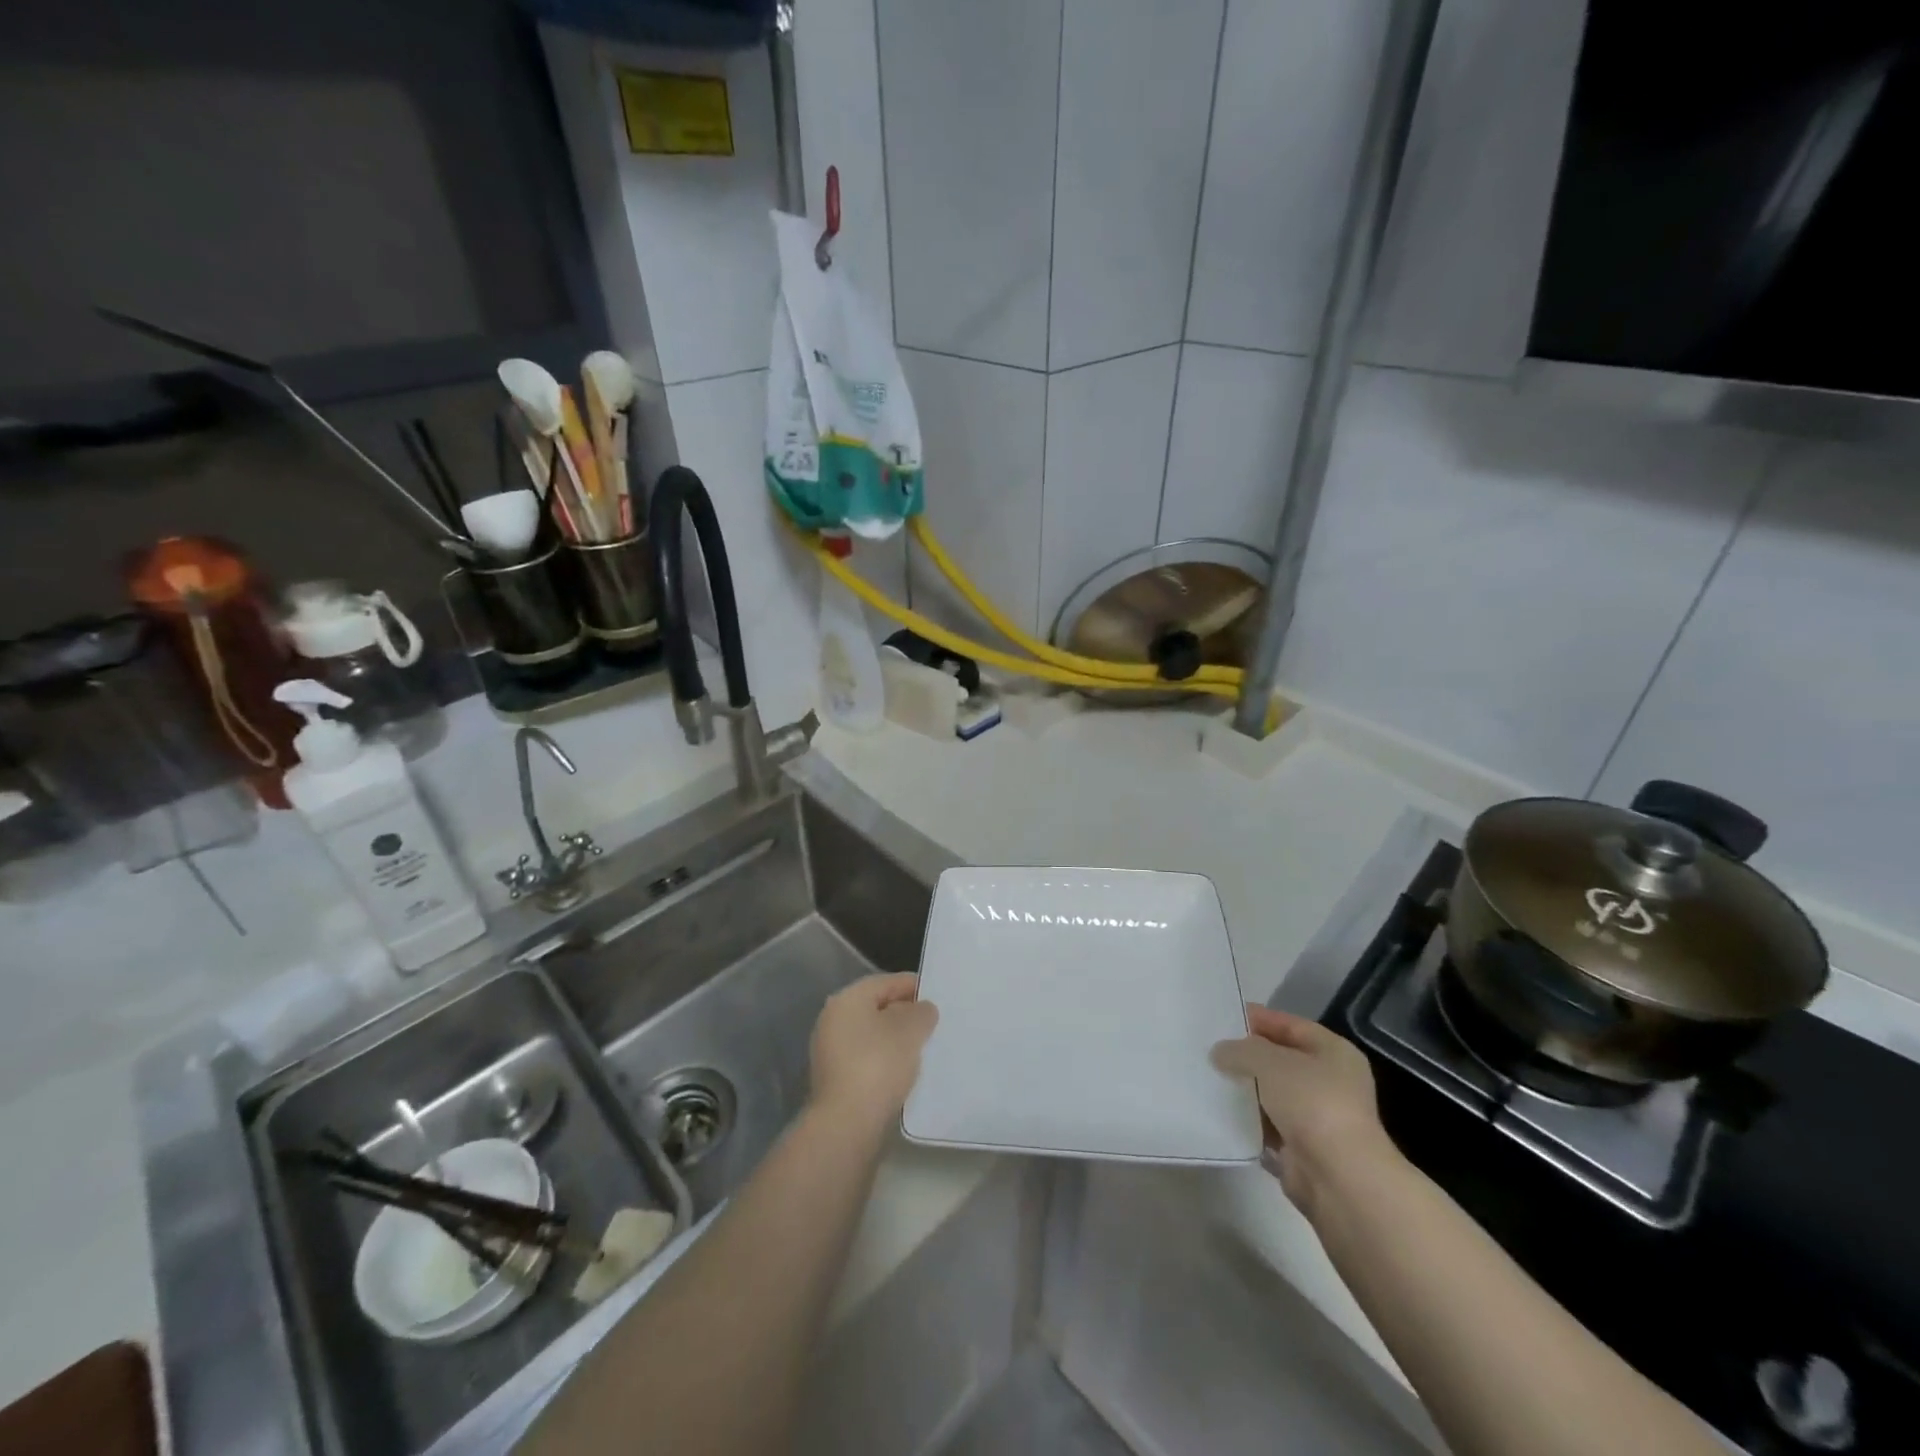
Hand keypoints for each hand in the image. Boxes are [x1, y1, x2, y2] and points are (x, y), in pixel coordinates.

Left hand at [808, 973, 938, 1129]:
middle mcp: (833, 1020)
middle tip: (933, 1022)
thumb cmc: (879, 1064)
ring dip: (896, 1039)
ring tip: (924, 1047)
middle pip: (876, 1008)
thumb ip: (921, 1012)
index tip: (936, 995)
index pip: (884, 982)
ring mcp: (830, 1052)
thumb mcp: (911, 1030)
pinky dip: (886, 1060)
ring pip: (872, 1036)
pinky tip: (906, 1070)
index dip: (911, 985)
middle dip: (904, 1013)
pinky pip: (867, 1059)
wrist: (848, 1124)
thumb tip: (921, 1009)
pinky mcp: (835, 1081)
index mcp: (846, 1000)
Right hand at [1212, 1005, 1396, 1214]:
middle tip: (1210, 1048)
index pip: (1291, 1025)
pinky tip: (1219, 1111)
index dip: (1259, 1019)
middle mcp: (1331, 1082)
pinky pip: (1268, 1125)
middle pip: (1281, 1060)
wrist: (1338, 1178)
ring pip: (1272, 1094)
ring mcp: (1318, 1118)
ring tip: (1207, 1077)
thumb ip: (1240, 1050)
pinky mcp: (1302, 1149)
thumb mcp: (1269, 1061)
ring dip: (1245, 1089)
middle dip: (1247, 1056)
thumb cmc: (1311, 1103)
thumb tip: (1221, 1053)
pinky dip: (1247, 1120)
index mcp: (1334, 1052)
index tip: (1223, 1018)